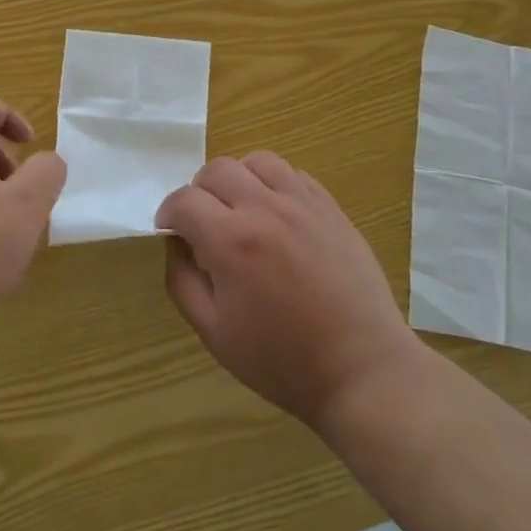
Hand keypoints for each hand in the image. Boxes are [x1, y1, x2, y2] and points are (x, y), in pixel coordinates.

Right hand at [157, 153, 416, 429]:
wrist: (361, 368)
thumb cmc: (282, 360)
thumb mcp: (214, 333)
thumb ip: (182, 281)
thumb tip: (175, 244)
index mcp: (232, 241)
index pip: (184, 200)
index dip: (168, 213)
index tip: (170, 230)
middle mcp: (265, 208)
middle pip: (217, 169)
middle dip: (199, 192)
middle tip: (203, 223)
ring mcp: (302, 203)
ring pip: (257, 161)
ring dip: (238, 179)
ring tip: (240, 210)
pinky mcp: (330, 207)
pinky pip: (292, 174)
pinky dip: (273, 184)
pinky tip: (276, 214)